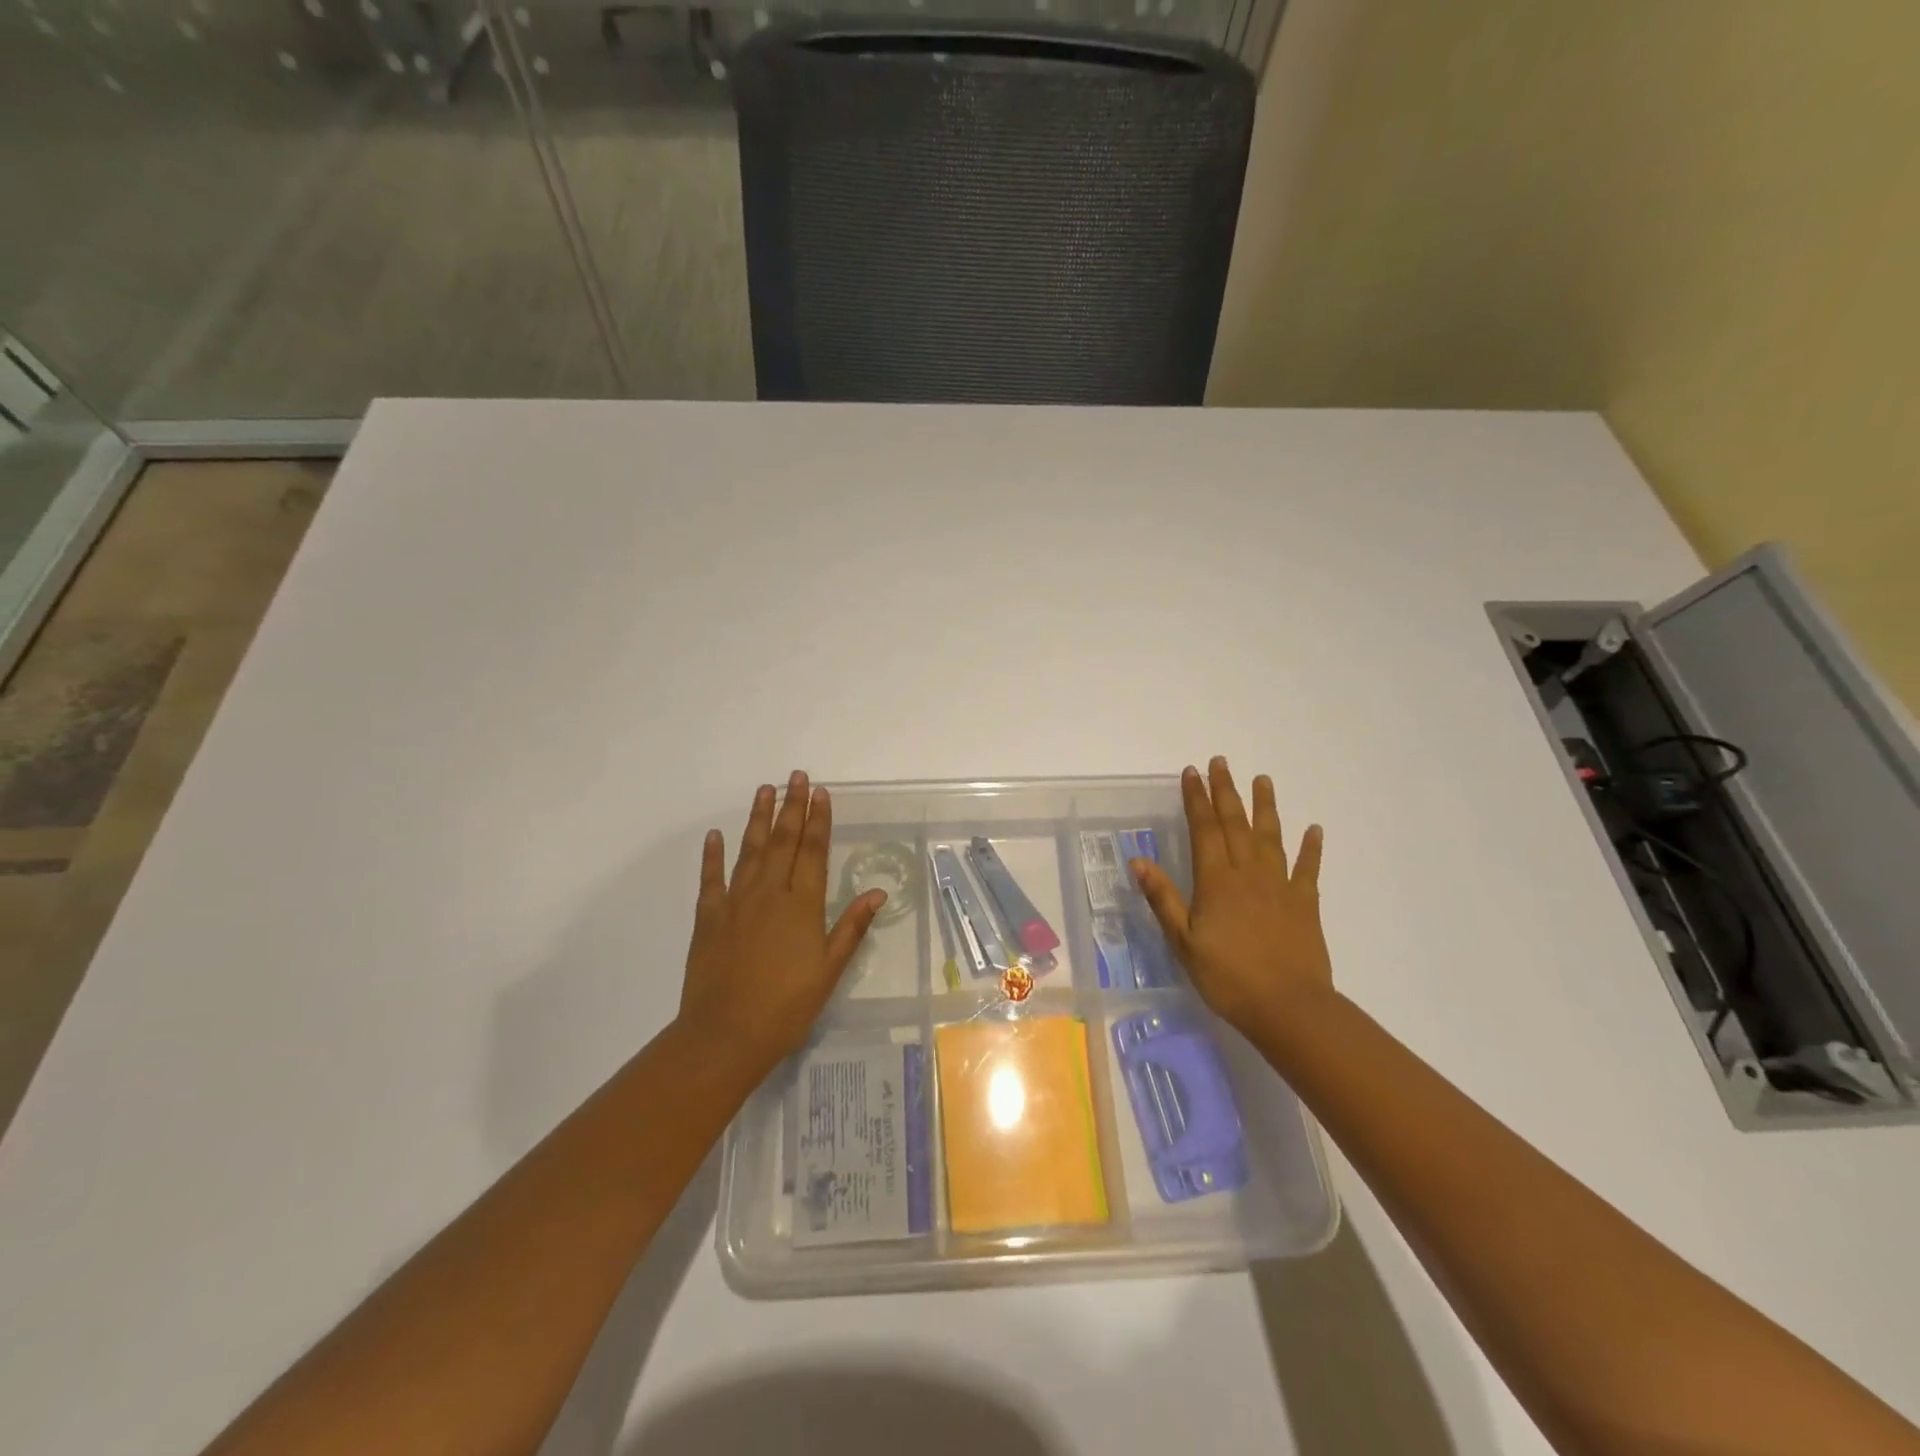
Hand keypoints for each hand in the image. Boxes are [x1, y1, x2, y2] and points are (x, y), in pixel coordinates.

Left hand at [676, 771, 886, 1074]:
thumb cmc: (787, 1006)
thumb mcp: (830, 970)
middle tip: (796, 776)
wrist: (726, 1034)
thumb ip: (851, 927)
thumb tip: (878, 892)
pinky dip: (713, 855)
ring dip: (758, 819)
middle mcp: (769, 894)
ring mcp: (735, 902)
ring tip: (765, 790)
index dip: (818, 820)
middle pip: (783, 842)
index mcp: (802, 906)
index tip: (820, 792)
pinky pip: (711, 879)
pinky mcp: (708, 918)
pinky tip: (715, 835)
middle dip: (792, 807)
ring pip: (750, 850)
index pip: (813, 852)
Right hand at [1131, 758, 1332, 1036]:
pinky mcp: (1305, 904)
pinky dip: (1311, 848)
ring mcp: (1280, 886)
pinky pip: (1308, 869)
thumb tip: (1138, 860)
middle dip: (1226, 791)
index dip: (1197, 799)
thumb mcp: (1183, 941)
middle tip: (1221, 763)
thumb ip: (1162, 898)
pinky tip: (1314, 829)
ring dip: (1266, 807)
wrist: (1288, 1007)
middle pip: (1236, 824)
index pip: (1204, 829)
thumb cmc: (1227, 977)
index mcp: (1216, 880)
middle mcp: (1248, 873)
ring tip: (1263, 780)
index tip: (1192, 773)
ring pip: (1271, 837)